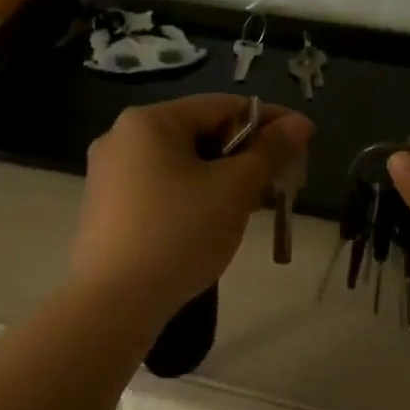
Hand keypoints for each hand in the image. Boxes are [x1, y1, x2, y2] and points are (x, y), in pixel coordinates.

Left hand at [72, 95, 312, 323]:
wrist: (114, 302)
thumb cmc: (179, 234)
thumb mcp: (234, 191)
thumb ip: (270, 153)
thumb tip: (300, 124)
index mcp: (149, 121)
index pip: (221, 106)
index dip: (268, 120)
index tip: (303, 140)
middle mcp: (121, 138)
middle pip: (199, 135)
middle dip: (244, 155)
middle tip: (279, 182)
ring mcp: (107, 176)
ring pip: (180, 166)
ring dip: (221, 180)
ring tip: (251, 208)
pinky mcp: (106, 210)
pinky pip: (160, 190)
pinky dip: (192, 198)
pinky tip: (211, 225)